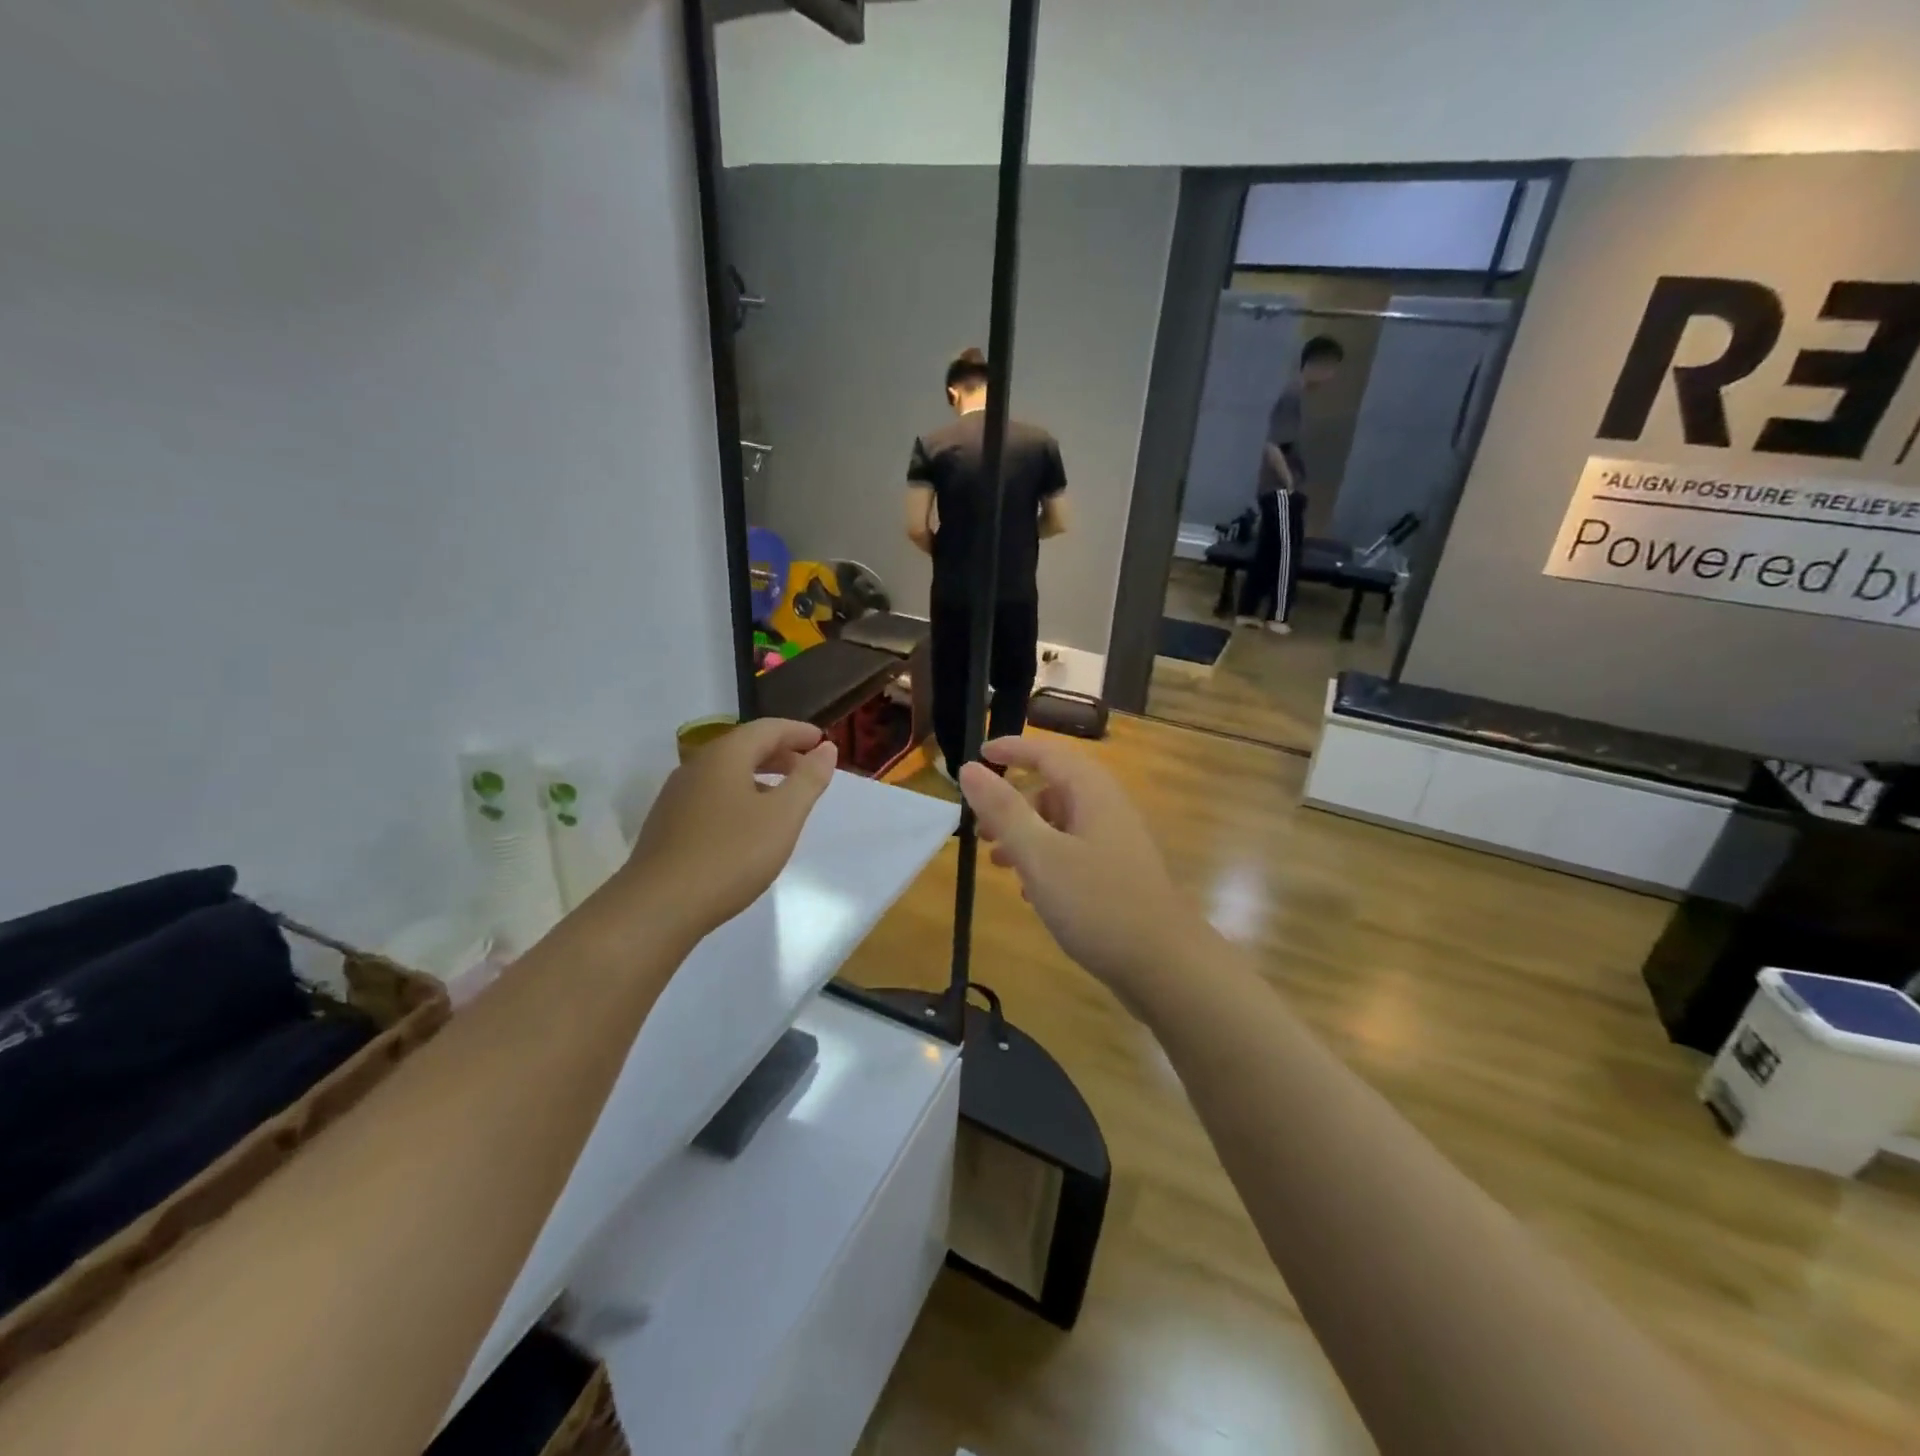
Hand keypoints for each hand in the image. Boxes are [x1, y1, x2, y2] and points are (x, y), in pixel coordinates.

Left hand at [612, 718, 836, 944]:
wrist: (659, 906)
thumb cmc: (731, 855)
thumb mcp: (783, 816)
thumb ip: (808, 779)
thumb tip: (825, 748)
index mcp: (724, 756)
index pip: (767, 728)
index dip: (798, 732)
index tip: (823, 742)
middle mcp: (696, 766)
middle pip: (744, 747)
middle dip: (781, 753)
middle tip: (810, 769)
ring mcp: (677, 795)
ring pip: (727, 773)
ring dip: (760, 775)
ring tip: (785, 798)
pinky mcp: (668, 823)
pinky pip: (712, 795)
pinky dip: (740, 795)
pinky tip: (749, 825)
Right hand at [958, 736, 1205, 1003]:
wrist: (1164, 965)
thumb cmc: (1097, 903)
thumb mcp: (1040, 855)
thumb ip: (1003, 811)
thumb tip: (969, 769)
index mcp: (1092, 792)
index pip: (1048, 753)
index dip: (1012, 750)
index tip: (978, 755)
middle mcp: (1107, 809)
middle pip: (1054, 787)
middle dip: (1013, 801)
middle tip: (979, 826)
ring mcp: (1115, 843)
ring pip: (1061, 823)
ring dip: (1026, 834)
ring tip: (996, 861)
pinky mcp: (1117, 874)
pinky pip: (1073, 851)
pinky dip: (1045, 860)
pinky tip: (1030, 890)